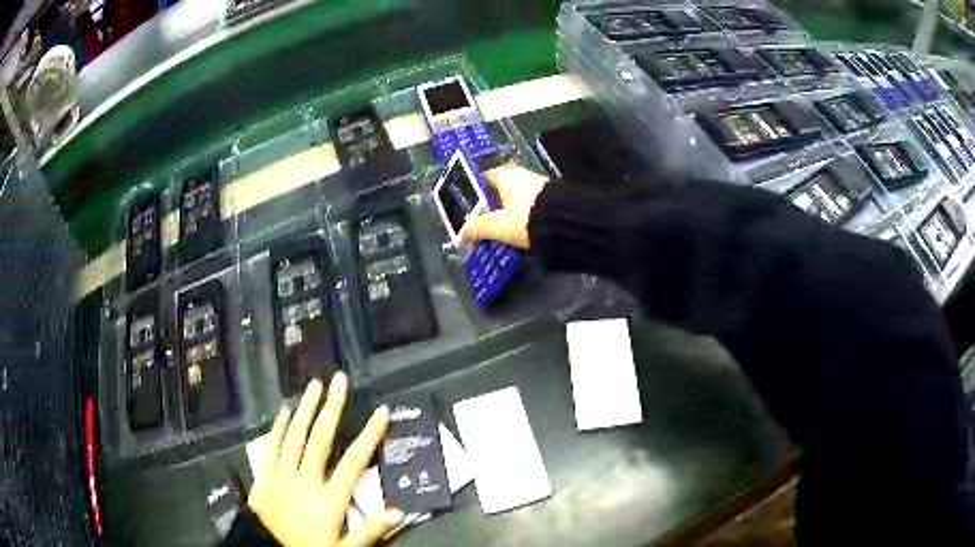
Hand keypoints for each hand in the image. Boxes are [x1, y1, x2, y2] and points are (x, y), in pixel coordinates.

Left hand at [248, 373, 403, 546]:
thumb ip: (369, 532)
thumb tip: (399, 512)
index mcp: (328, 499)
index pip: (354, 462)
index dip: (370, 435)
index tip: (381, 412)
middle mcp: (306, 480)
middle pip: (321, 439)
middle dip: (332, 407)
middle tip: (339, 380)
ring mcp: (282, 475)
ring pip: (296, 436)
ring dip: (306, 409)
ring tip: (314, 385)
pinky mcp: (265, 475)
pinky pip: (272, 447)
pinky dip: (278, 427)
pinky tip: (284, 409)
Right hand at [459, 166, 547, 249]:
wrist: (569, 223)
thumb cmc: (527, 218)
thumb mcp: (498, 226)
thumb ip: (478, 228)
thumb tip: (461, 235)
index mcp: (507, 175)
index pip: (485, 177)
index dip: (474, 191)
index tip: (467, 207)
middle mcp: (523, 176)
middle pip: (501, 190)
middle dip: (492, 206)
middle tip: (480, 224)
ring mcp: (539, 188)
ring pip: (516, 201)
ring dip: (508, 215)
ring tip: (497, 233)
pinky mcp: (552, 202)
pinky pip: (530, 210)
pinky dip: (522, 220)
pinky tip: (518, 234)